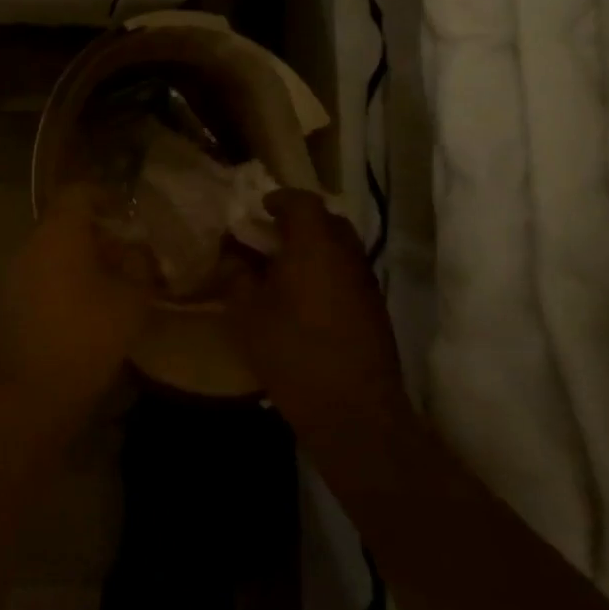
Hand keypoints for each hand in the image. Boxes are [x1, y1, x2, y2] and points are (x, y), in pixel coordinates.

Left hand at [0, 186, 152, 433]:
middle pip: (64, 221)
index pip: (79, 192)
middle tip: (125, 254)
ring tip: (110, 282)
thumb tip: (137, 252)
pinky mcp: (9, 299)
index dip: (105, 198)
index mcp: (59, 231)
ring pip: (52, 249)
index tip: (128, 216)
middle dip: (96, 233)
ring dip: (79, 257)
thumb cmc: (88, 333)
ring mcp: (15, 271)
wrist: (34, 389)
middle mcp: (32, 242)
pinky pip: (40, 274)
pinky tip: (85, 305)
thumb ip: (139, 265)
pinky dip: (63, 279)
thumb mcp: (132, 298)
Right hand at [227, 191, 411, 443]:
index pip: (302, 202)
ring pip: (341, 247)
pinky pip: (348, 273)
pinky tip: (306, 297)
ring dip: (316, 248)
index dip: (280, 199)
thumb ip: (237, 275)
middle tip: (272, 236)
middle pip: (327, 221)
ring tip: (286, 268)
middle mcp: (346, 255)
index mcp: (314, 245)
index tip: (260, 208)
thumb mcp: (247, 313)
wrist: (353, 410)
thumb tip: (234, 255)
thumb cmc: (293, 352)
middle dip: (300, 221)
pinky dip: (328, 271)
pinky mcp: (375, 309)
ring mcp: (365, 282)